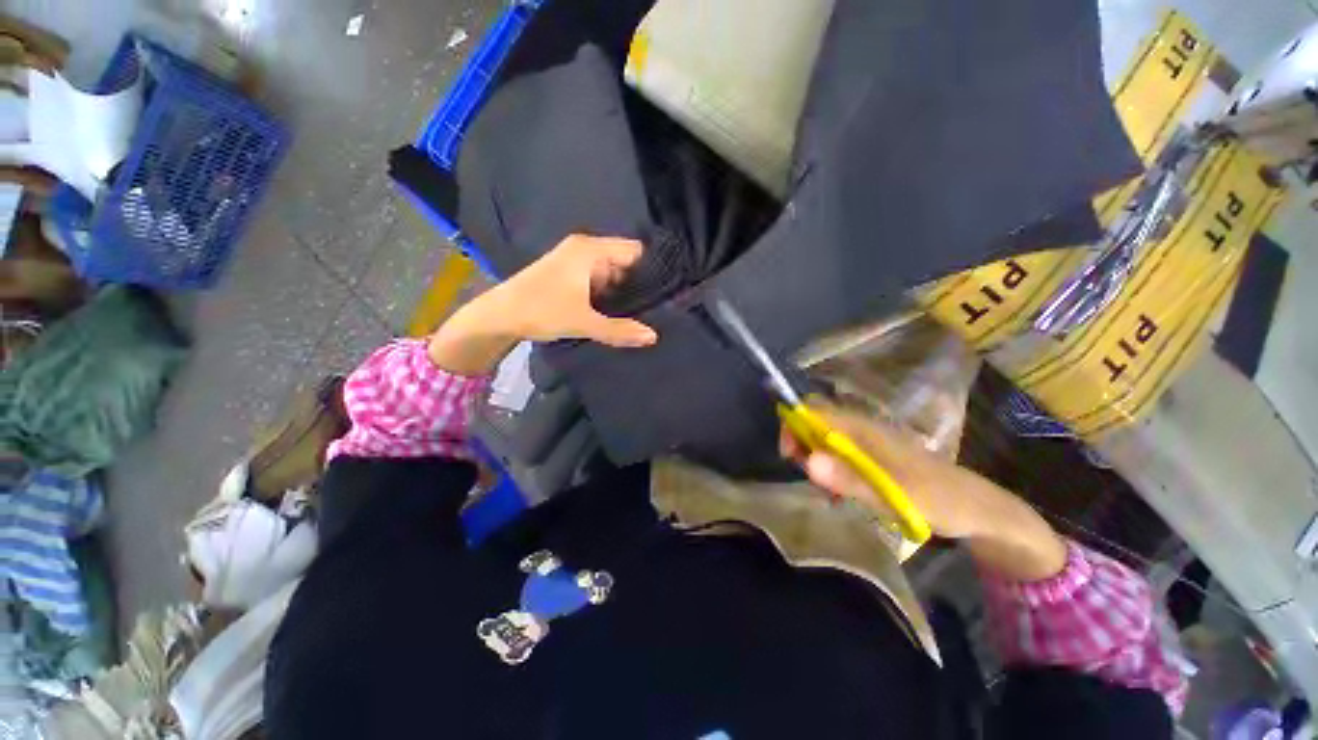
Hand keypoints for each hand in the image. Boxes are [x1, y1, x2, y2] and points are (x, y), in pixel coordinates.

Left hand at [428, 235, 656, 375]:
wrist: (499, 316)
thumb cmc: (540, 311)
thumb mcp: (583, 322)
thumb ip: (619, 329)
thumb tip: (653, 336)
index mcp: (590, 250)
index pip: (635, 251)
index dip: (652, 270)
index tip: (667, 292)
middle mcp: (585, 249)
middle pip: (625, 262)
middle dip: (639, 284)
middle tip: (657, 308)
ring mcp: (576, 261)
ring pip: (612, 273)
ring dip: (623, 291)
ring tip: (643, 312)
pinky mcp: (570, 274)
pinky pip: (600, 280)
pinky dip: (609, 294)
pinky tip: (619, 312)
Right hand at [779, 404, 988, 539]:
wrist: (978, 510)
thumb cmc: (938, 499)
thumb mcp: (892, 494)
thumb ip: (848, 479)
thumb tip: (807, 461)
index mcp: (863, 428)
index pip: (814, 410)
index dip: (794, 424)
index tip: (789, 455)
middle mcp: (861, 429)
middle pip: (815, 422)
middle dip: (801, 444)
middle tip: (808, 476)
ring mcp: (868, 442)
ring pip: (825, 439)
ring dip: (814, 459)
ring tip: (824, 489)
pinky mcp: (873, 457)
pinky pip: (839, 454)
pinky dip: (830, 469)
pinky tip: (838, 493)